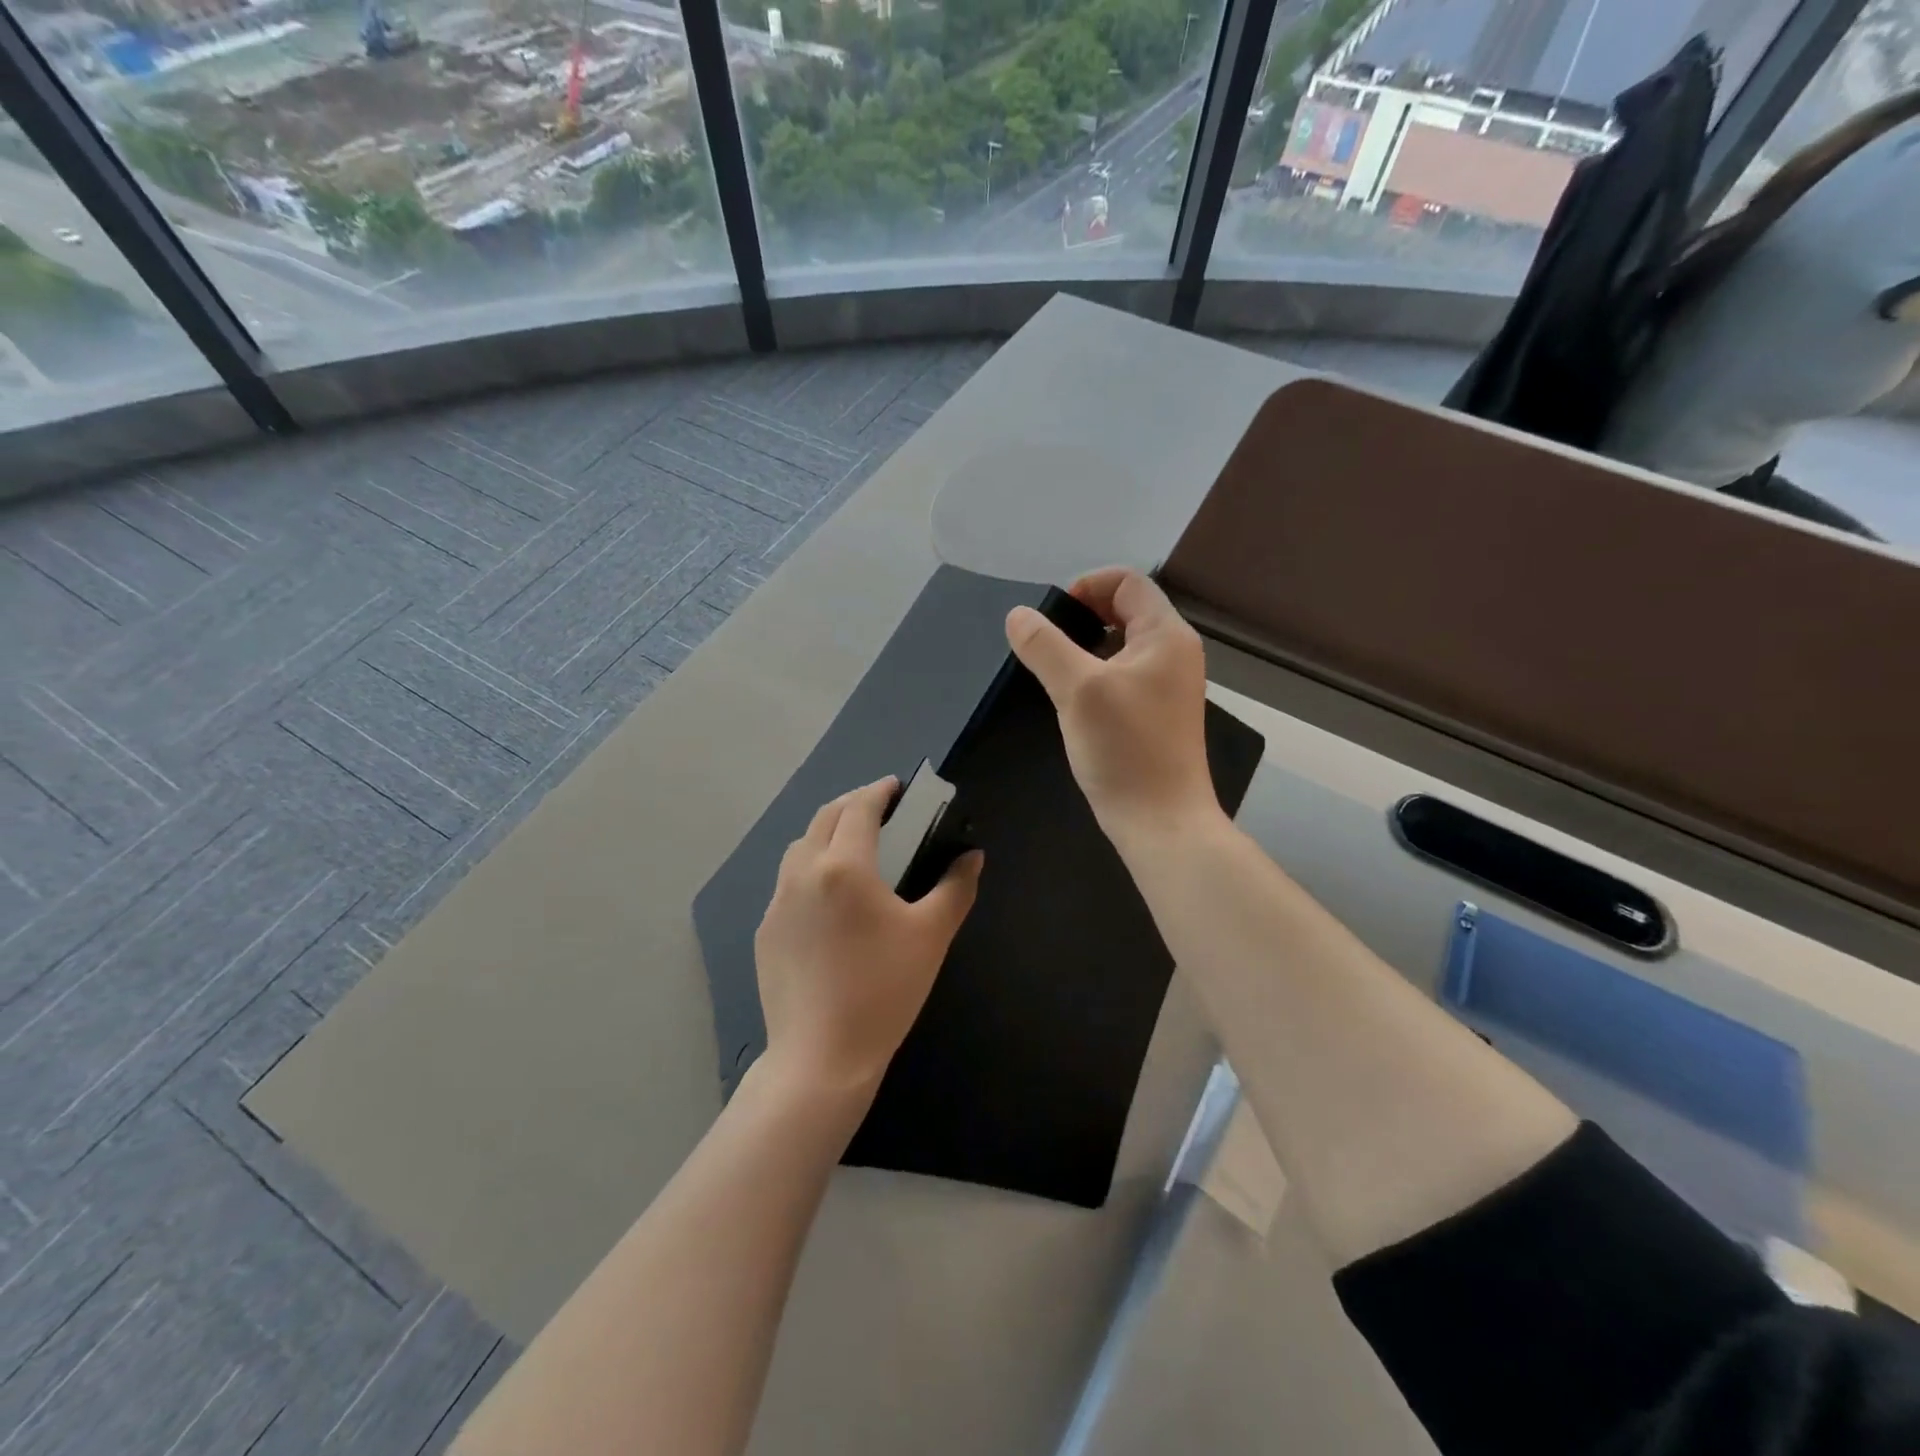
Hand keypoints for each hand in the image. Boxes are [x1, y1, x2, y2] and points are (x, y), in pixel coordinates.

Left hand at [755, 778, 983, 1099]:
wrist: (821, 1057)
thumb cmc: (884, 991)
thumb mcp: (931, 936)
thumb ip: (955, 888)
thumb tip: (972, 856)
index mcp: (844, 866)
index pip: (860, 809)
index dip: (880, 791)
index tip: (897, 786)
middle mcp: (803, 873)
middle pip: (825, 817)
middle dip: (852, 804)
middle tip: (880, 809)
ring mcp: (777, 903)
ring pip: (800, 847)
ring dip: (826, 833)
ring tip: (853, 847)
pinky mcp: (765, 931)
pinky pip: (787, 883)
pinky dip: (810, 869)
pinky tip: (829, 899)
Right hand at [1006, 567, 1222, 853]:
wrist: (1160, 821)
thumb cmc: (1125, 749)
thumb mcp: (1077, 690)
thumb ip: (1045, 646)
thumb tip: (1018, 615)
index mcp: (1166, 635)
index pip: (1127, 582)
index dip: (1086, 587)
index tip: (1051, 618)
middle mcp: (1174, 652)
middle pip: (1125, 610)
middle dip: (1082, 617)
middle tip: (1045, 644)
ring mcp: (1168, 684)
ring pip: (1121, 645)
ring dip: (1085, 647)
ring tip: (1052, 670)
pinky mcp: (1156, 712)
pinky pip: (1123, 674)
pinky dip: (1095, 673)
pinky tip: (1071, 699)